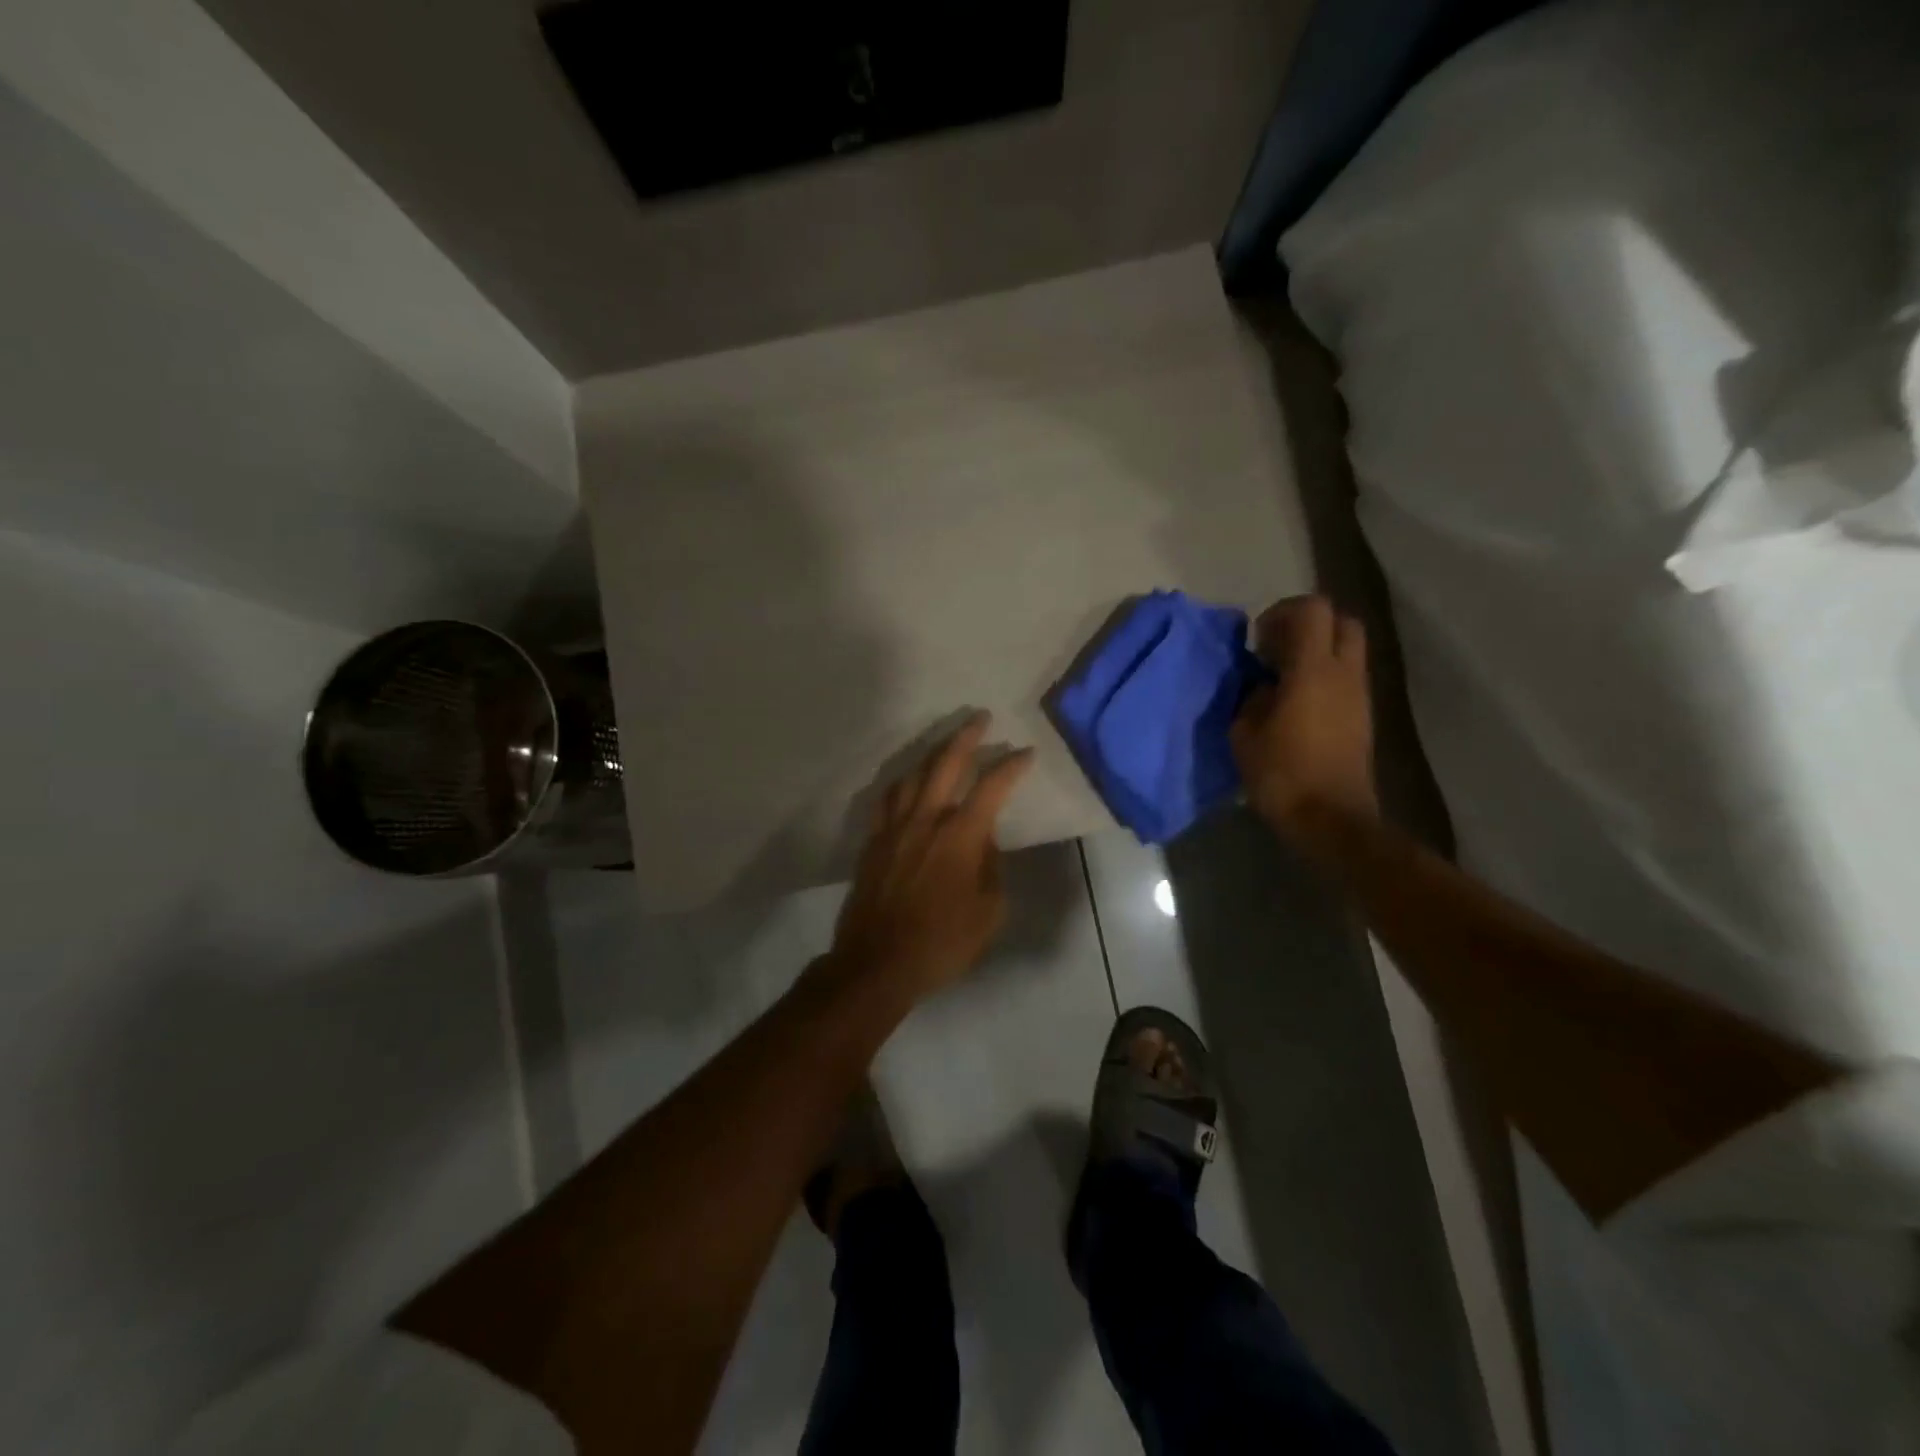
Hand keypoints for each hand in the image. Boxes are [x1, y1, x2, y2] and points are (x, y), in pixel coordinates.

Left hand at [830, 712, 1034, 999]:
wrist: (878, 963)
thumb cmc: (942, 943)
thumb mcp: (989, 912)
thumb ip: (991, 868)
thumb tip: (984, 841)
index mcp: (960, 836)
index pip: (992, 788)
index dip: (1012, 766)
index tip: (1026, 753)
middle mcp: (925, 820)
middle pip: (946, 764)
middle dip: (967, 737)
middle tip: (980, 718)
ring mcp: (894, 828)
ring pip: (912, 775)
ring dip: (932, 753)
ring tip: (946, 744)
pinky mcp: (872, 841)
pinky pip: (887, 799)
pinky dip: (901, 783)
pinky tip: (907, 782)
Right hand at [1231, 596, 1378, 841]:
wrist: (1331, 819)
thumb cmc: (1282, 775)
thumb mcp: (1244, 734)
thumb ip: (1252, 698)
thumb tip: (1264, 687)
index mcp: (1313, 670)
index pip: (1311, 610)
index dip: (1282, 613)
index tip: (1258, 640)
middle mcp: (1344, 673)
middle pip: (1341, 620)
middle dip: (1308, 624)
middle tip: (1276, 649)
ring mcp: (1359, 695)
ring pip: (1347, 649)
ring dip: (1317, 651)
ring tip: (1282, 679)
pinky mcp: (1363, 716)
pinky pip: (1346, 677)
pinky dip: (1324, 676)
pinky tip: (1297, 704)